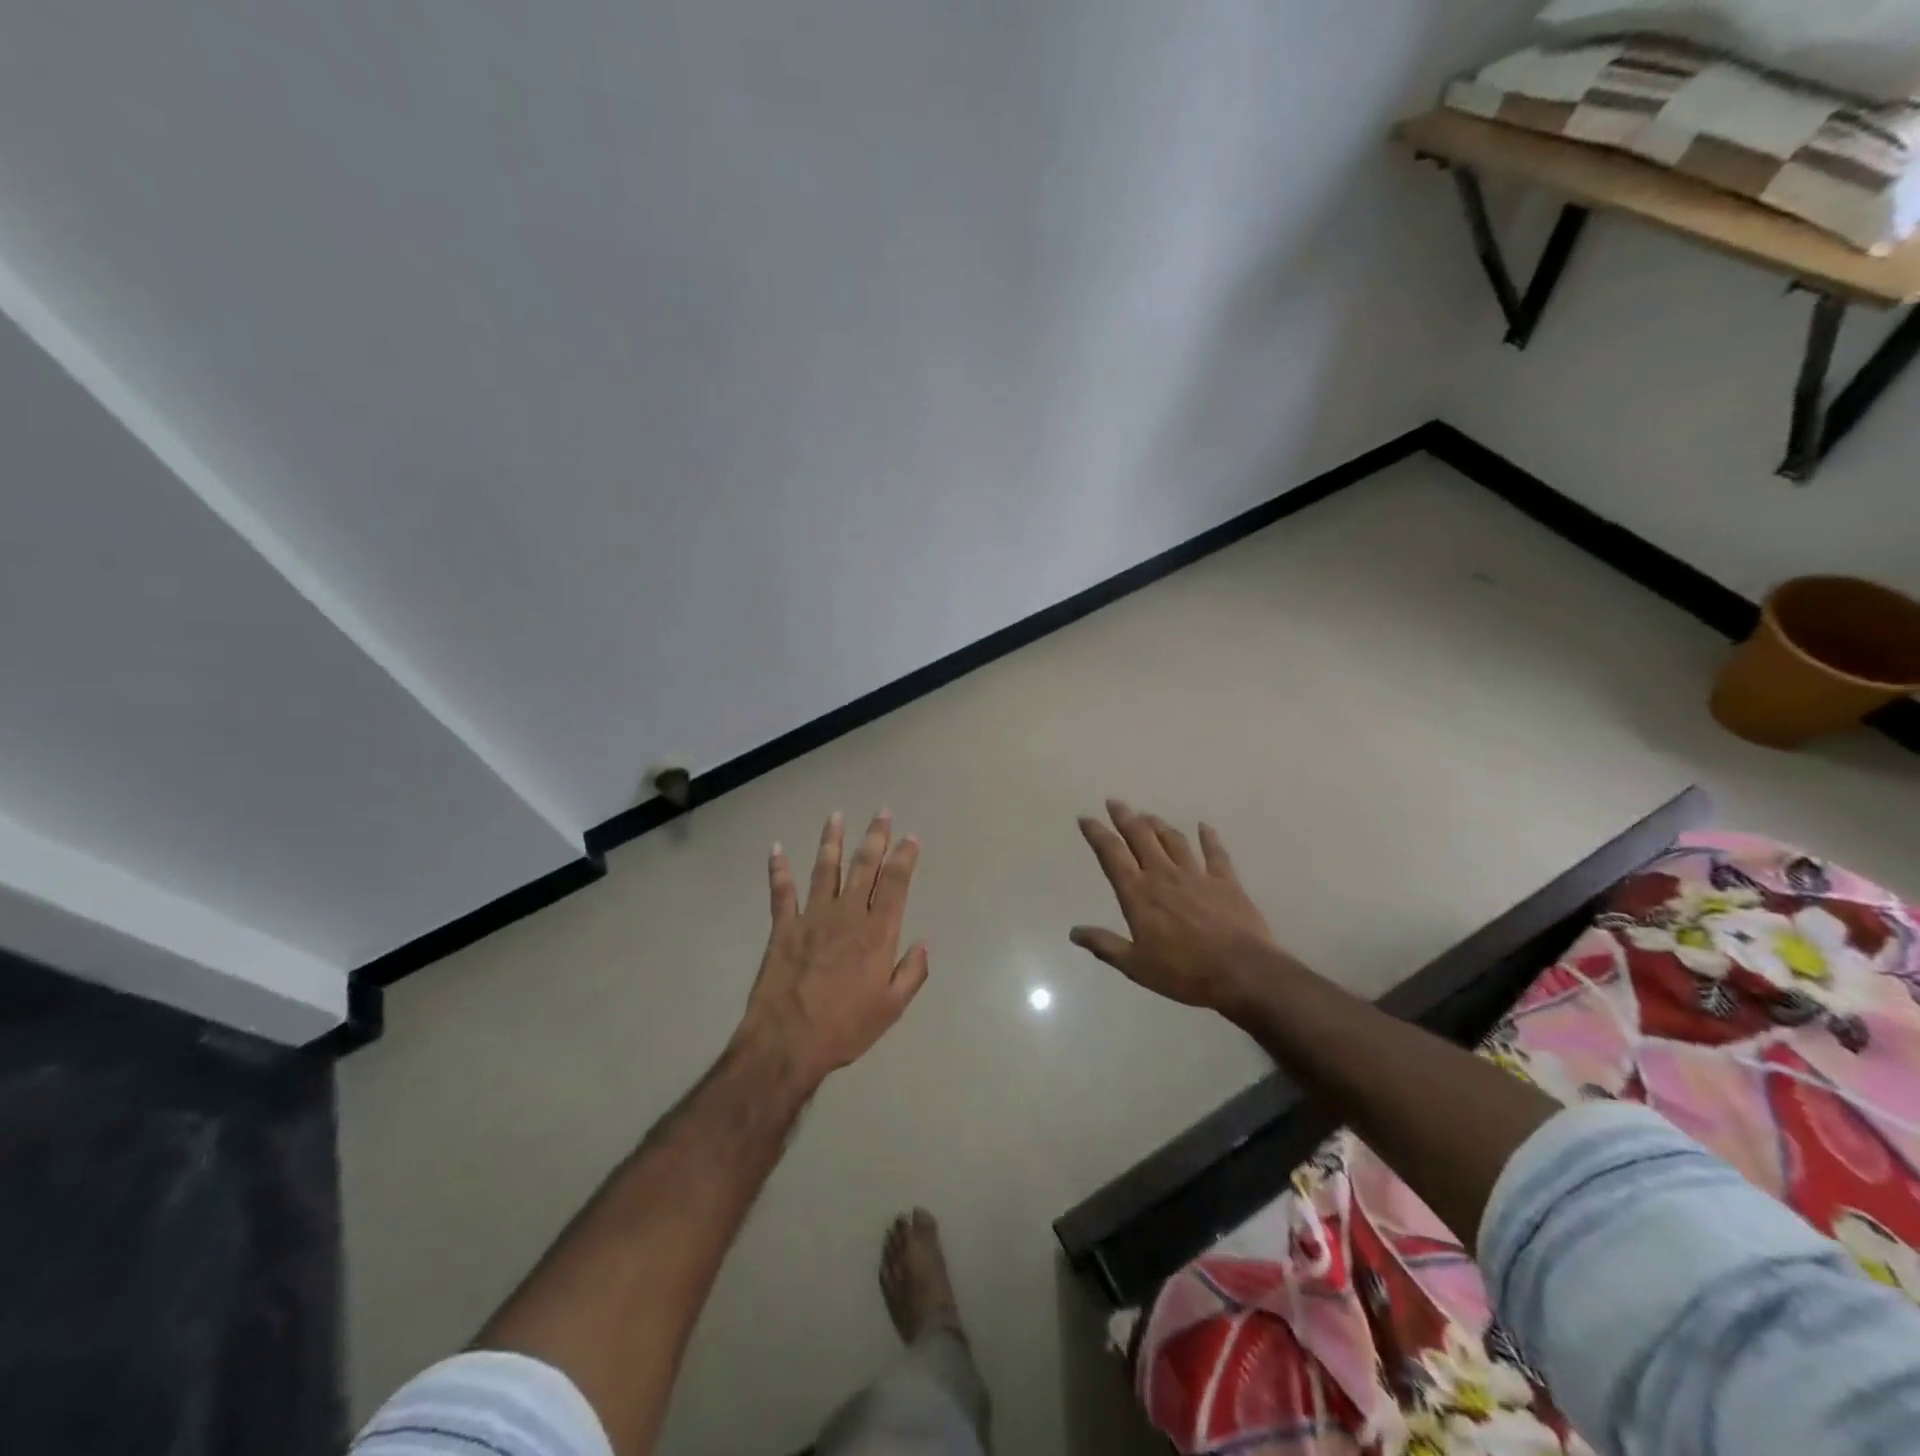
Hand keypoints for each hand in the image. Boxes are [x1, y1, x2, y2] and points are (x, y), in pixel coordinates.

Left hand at [739, 810, 928, 1083]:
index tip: (911, 837)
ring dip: (831, 841)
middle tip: (881, 812)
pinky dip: (778, 869)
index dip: (905, 858)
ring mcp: (813, 917)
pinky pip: (781, 891)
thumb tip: (923, 943)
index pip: (896, 884)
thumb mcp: (892, 1008)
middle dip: (875, 837)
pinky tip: (776, 848)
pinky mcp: (783, 927)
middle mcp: (848, 915)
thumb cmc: (846, 1028)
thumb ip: (912, 973)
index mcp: (878, 933)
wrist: (788, 1042)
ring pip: (826, 869)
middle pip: (865, 866)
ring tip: (836, 815)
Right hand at [1071, 800, 1293, 1014]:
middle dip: (1125, 817)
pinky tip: (1204, 827)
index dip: (1097, 834)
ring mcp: (1196, 875)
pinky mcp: (1226, 881)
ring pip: (1173, 840)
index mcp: (1138, 894)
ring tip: (1148, 815)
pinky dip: (1209, 837)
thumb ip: (1105, 945)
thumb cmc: (1184, 972)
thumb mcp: (1136, 966)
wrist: (1242, 972)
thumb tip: (1074, 932)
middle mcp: (1164, 875)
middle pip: (1141, 837)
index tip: (1086, 818)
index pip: (1112, 855)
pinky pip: (1215, 852)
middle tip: (1115, 802)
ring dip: (1158, 825)